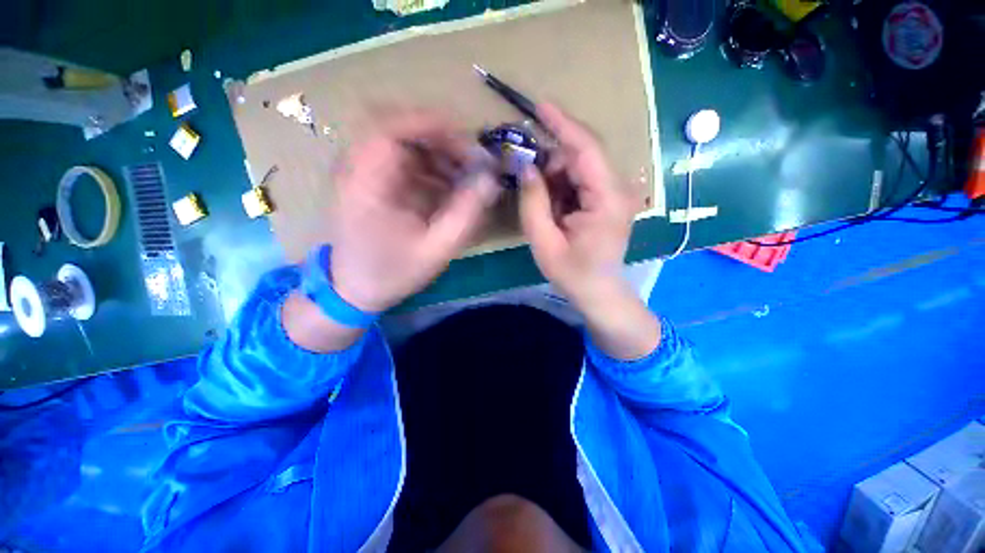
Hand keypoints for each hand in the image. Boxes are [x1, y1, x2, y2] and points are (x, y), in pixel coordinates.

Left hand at [329, 111, 499, 312]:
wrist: (354, 289)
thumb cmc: (392, 273)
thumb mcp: (436, 249)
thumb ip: (466, 214)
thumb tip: (492, 180)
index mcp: (366, 183)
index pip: (392, 126)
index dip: (433, 125)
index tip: (469, 143)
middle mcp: (357, 167)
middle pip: (400, 128)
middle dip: (442, 141)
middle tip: (471, 163)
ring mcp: (361, 172)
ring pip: (404, 142)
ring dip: (438, 155)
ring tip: (465, 178)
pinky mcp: (370, 181)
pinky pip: (403, 159)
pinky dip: (429, 167)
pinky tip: (447, 187)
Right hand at [520, 104, 659, 359]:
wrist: (598, 290)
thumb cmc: (572, 272)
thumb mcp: (544, 241)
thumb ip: (533, 202)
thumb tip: (526, 167)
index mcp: (608, 198)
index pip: (586, 148)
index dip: (562, 124)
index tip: (539, 106)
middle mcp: (618, 188)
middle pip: (581, 155)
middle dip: (550, 160)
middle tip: (525, 175)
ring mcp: (616, 192)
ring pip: (580, 166)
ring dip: (554, 176)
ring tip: (541, 202)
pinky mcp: (609, 198)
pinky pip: (581, 179)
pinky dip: (562, 185)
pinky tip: (552, 205)